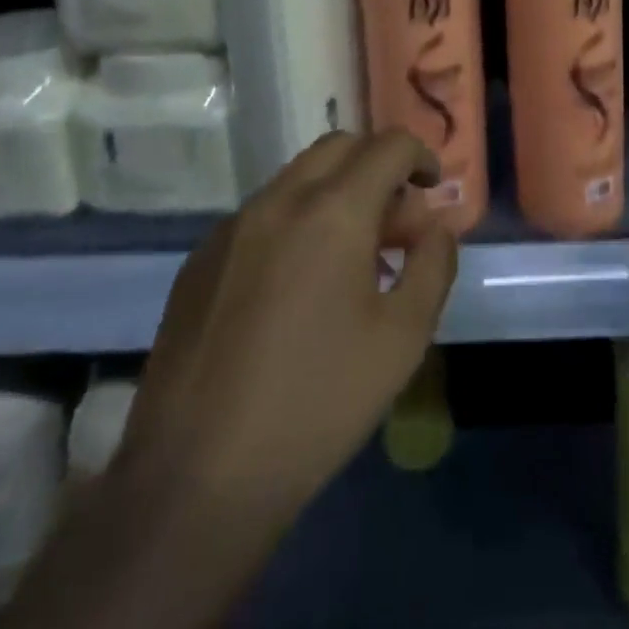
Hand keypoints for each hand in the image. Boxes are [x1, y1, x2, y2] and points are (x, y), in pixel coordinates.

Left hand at [120, 129, 459, 522]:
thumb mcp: (403, 338)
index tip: (433, 190)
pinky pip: (261, 214)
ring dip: (336, 193)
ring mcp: (231, 228)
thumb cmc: (316, 403)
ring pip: (297, 178)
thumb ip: (433, 265)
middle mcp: (279, 201)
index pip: (388, 146)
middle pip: (340, 147)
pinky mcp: (199, 261)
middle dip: (378, 167)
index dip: (421, 157)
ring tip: (350, 257)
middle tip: (395, 221)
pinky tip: (296, 286)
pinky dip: (295, 221)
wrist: (193, 482)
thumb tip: (436, 229)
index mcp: (333, 211)